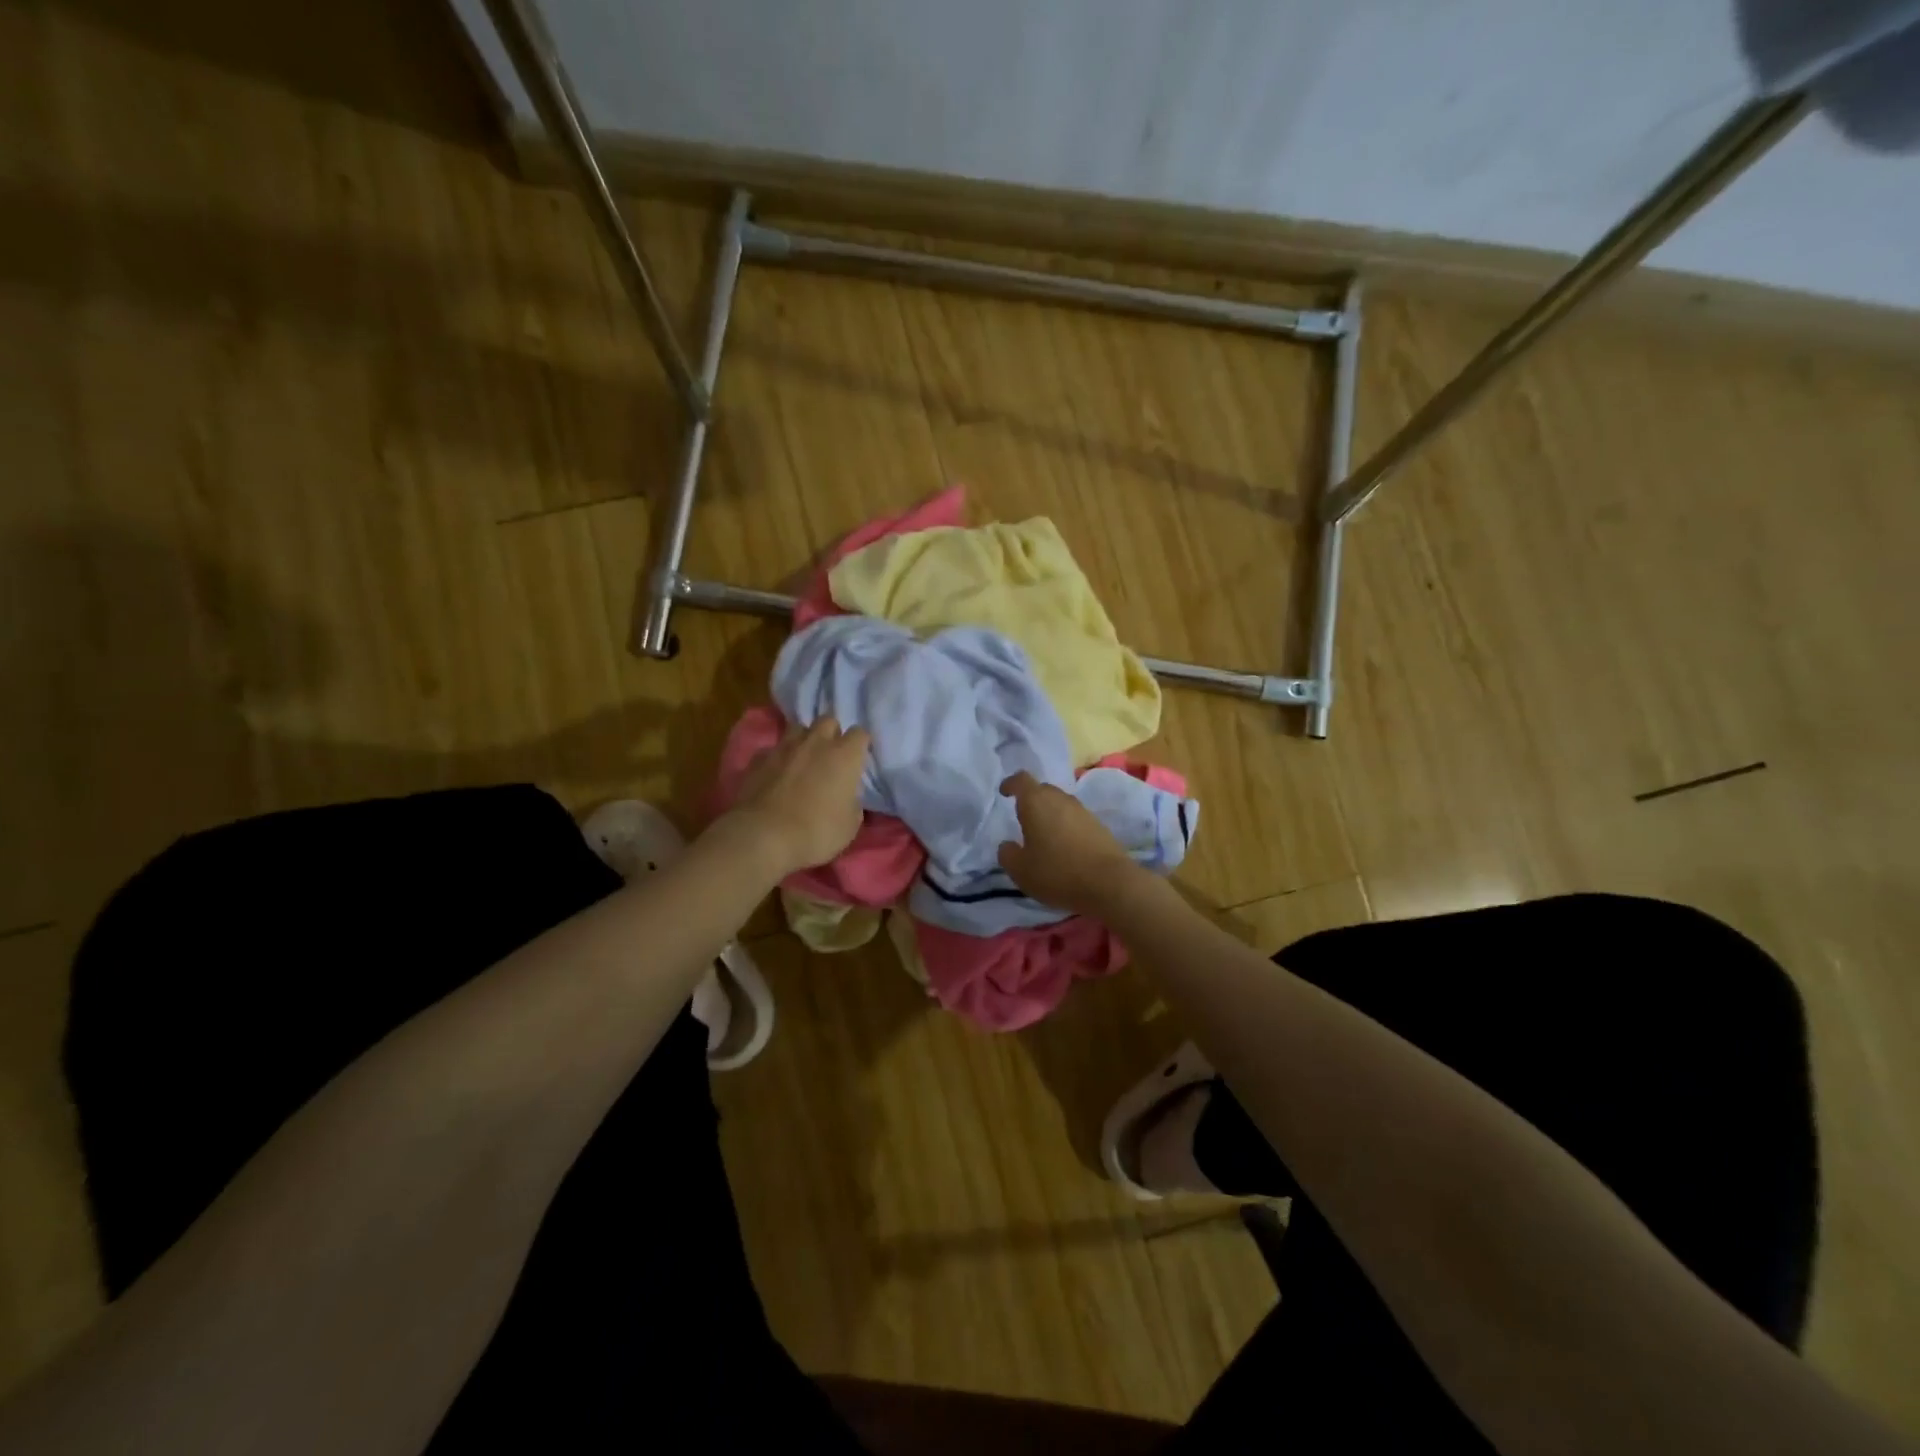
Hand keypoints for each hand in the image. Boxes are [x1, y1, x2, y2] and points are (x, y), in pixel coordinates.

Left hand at [726, 716, 870, 876]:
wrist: (764, 836)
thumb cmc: (817, 831)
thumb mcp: (850, 825)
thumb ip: (852, 802)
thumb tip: (847, 796)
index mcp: (845, 755)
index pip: (860, 733)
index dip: (860, 746)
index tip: (857, 761)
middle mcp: (816, 742)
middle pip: (828, 720)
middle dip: (831, 734)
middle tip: (830, 756)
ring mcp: (784, 747)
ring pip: (798, 728)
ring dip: (803, 740)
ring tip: (802, 759)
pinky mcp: (758, 758)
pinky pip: (772, 749)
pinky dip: (777, 758)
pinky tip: (775, 774)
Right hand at [996, 771, 1142, 916]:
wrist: (1110, 883)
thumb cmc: (1057, 872)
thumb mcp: (1020, 870)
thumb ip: (1007, 854)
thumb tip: (1007, 845)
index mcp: (1036, 802)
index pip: (1021, 780)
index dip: (1011, 784)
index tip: (1004, 792)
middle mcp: (1061, 799)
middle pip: (1042, 790)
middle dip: (1031, 800)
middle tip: (1022, 818)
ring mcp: (1083, 811)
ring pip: (1061, 804)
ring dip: (1050, 814)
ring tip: (1043, 836)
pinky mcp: (1099, 826)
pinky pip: (1075, 819)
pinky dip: (1066, 827)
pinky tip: (1064, 847)